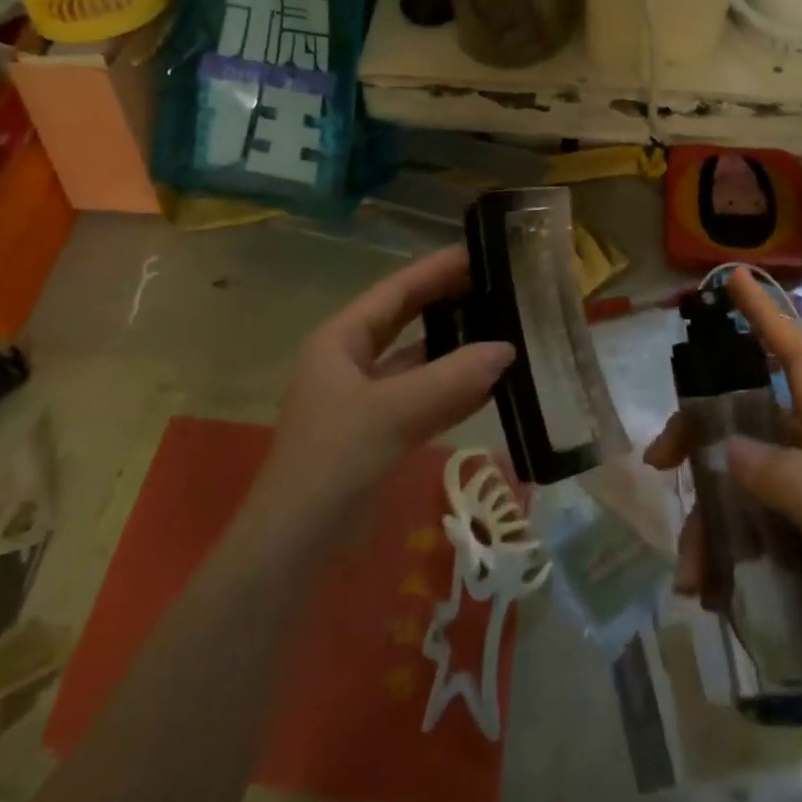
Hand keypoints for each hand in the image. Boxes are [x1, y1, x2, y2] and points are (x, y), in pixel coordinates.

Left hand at [255, 246, 513, 524]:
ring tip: (503, 328)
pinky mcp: (380, 434)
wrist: (294, 550)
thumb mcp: (392, 413)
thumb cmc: (333, 461)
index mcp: (340, 339)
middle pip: (407, 321)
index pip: (395, 291)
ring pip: (419, 362)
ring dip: (456, 350)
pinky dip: (454, 391)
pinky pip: (424, 400)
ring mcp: (366, 399)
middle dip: (448, 304)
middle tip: (497, 286)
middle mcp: (351, 361)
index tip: (478, 252)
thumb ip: (452, 379)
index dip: (435, 270)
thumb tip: (507, 350)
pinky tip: (492, 384)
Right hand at [644, 270, 801, 761]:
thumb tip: (728, 448)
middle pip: (741, 417)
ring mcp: (795, 505)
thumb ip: (794, 483)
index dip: (767, 316)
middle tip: (660, 459)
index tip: (732, 278)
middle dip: (697, 432)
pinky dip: (711, 552)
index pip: (798, 361)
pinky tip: (704, 590)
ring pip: (727, 479)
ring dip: (701, 516)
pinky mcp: (782, 545)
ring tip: (690, 568)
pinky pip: (731, 527)